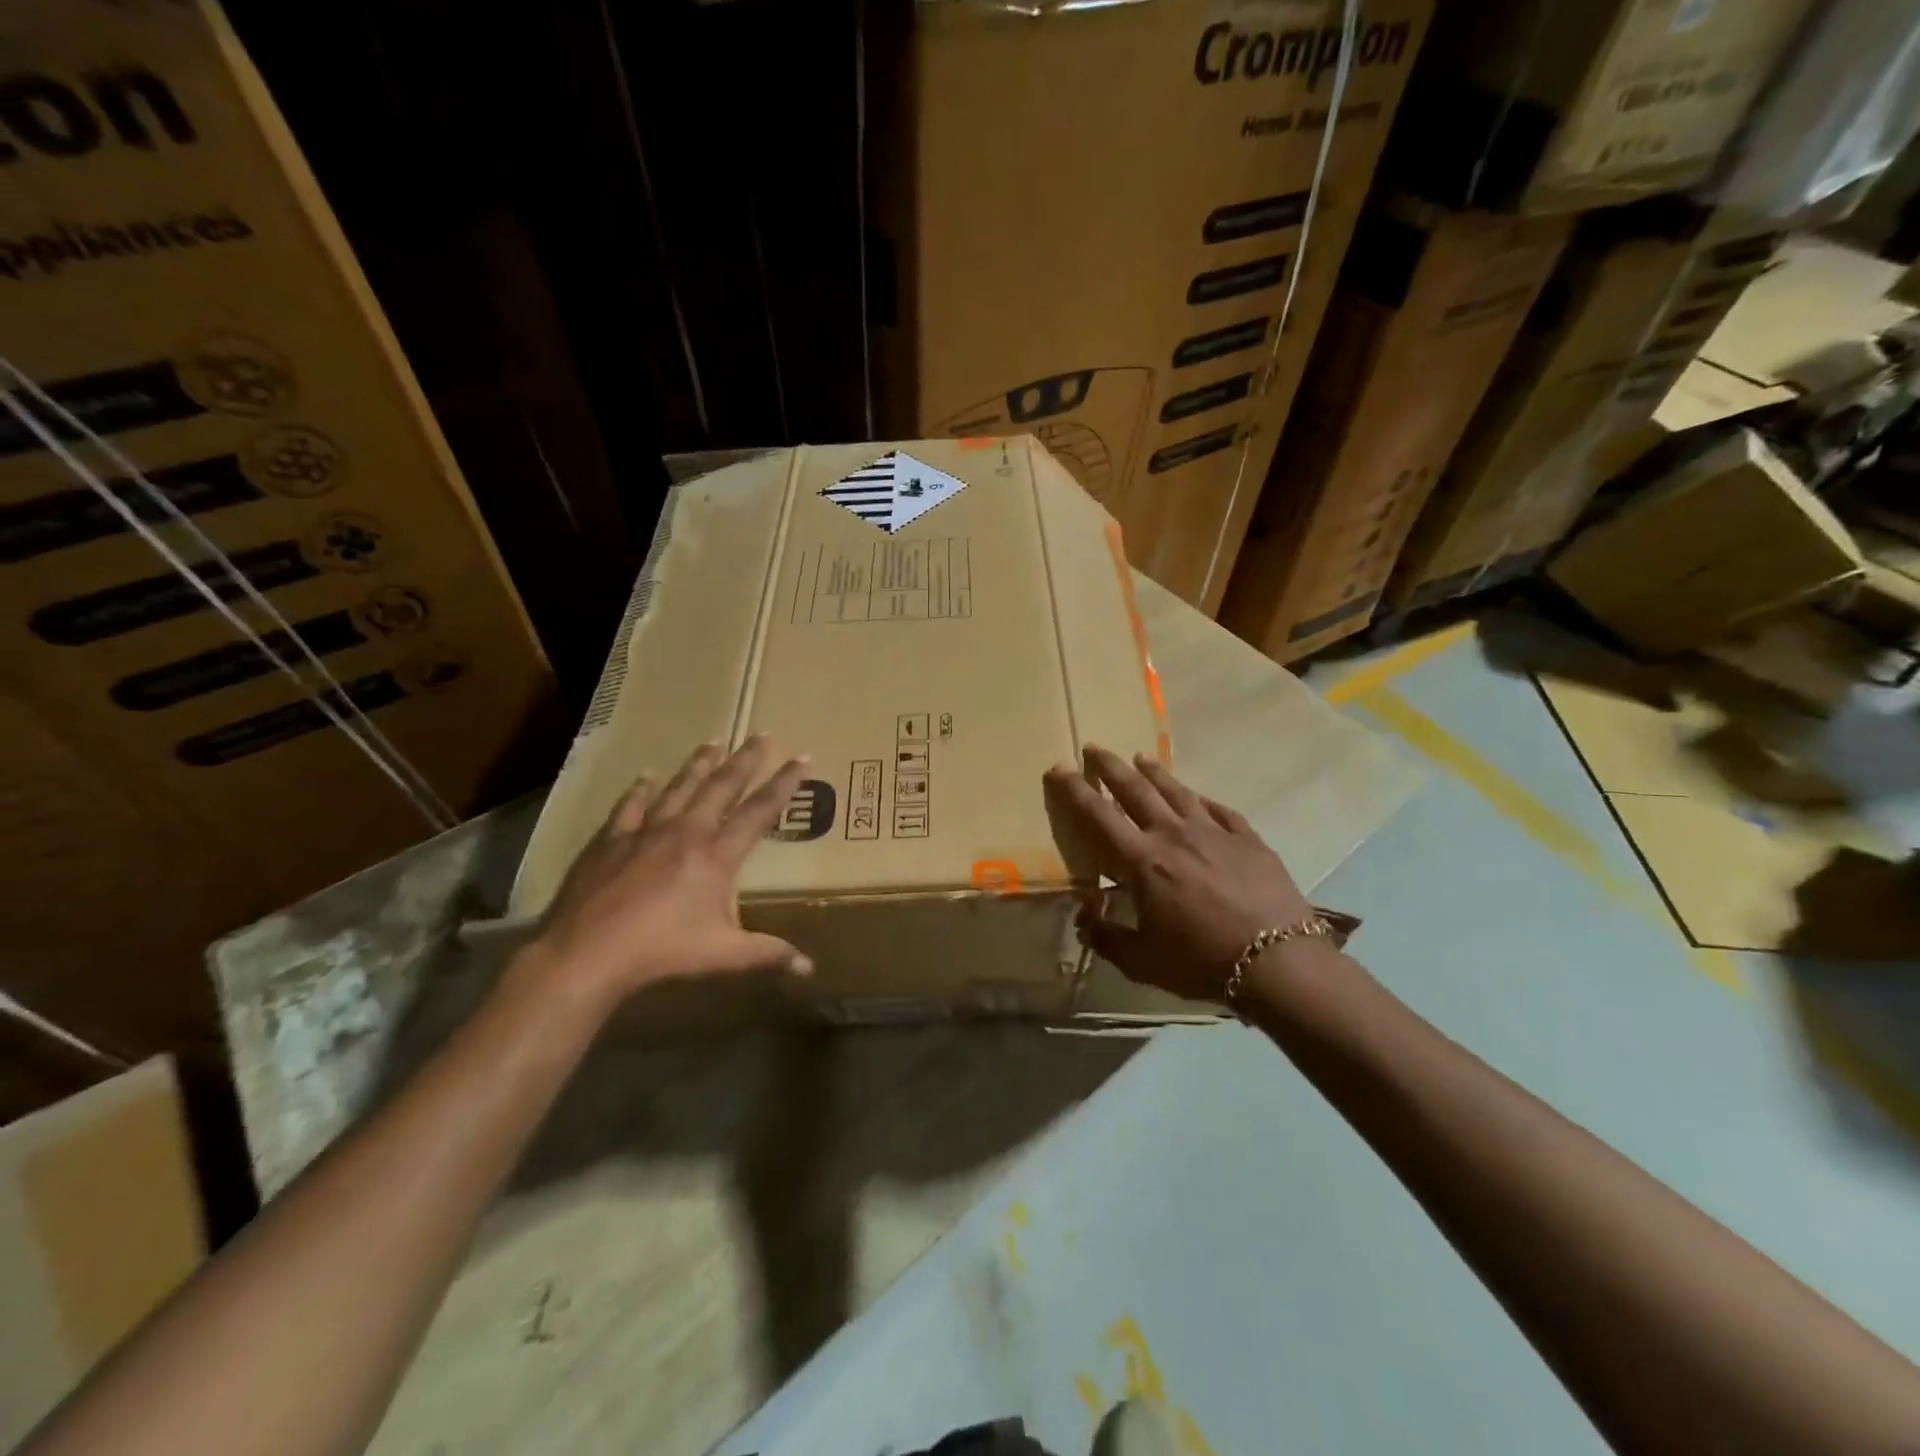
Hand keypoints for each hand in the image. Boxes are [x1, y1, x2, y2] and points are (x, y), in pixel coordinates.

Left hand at [524, 736, 812, 1006]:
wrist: (588, 953)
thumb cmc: (663, 952)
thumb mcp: (725, 955)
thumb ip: (769, 955)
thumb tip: (810, 969)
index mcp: (718, 854)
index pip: (761, 810)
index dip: (785, 783)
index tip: (803, 757)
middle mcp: (687, 831)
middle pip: (722, 786)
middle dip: (746, 759)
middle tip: (762, 733)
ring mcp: (646, 832)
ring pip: (680, 787)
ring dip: (699, 765)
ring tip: (713, 743)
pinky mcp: (611, 840)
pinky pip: (630, 806)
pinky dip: (640, 789)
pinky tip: (645, 776)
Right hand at [1043, 745, 1317, 1001]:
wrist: (1278, 962)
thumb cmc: (1201, 961)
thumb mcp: (1142, 962)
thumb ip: (1107, 938)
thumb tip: (1085, 918)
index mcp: (1143, 860)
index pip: (1098, 815)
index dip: (1075, 790)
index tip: (1059, 768)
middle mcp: (1174, 834)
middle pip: (1136, 789)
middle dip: (1110, 766)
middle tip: (1094, 747)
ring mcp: (1214, 832)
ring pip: (1177, 791)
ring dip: (1154, 772)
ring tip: (1140, 757)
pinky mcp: (1247, 838)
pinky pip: (1218, 809)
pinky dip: (1201, 799)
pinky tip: (1197, 796)